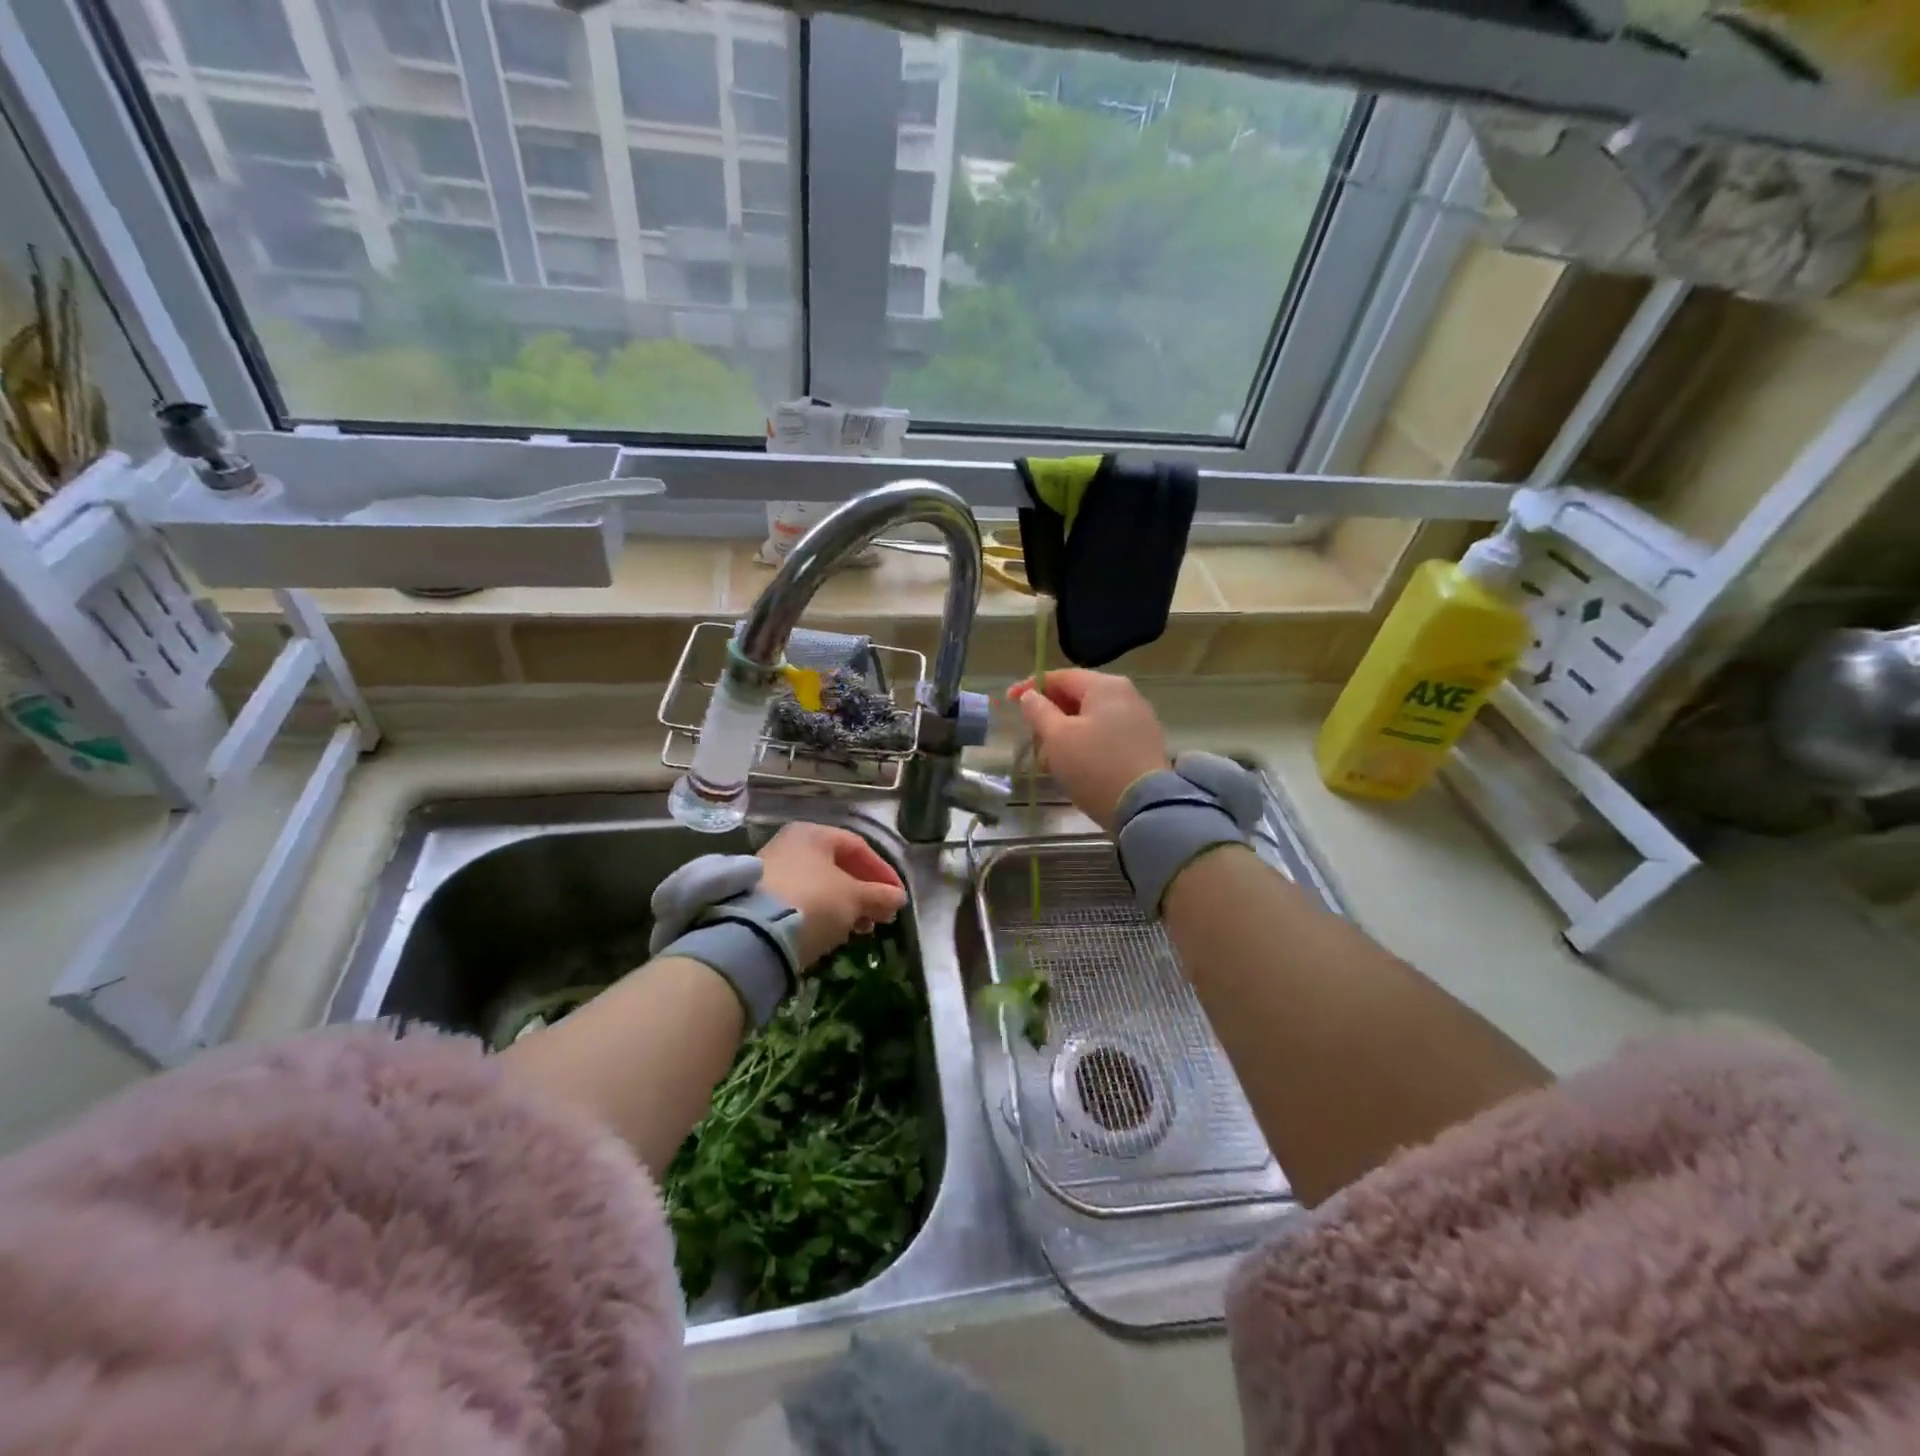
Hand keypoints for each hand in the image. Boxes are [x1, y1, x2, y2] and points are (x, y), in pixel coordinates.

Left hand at [757, 822, 906, 967]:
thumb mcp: (854, 898)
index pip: (858, 847)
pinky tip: (833, 931)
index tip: (897, 896)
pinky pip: (802, 900)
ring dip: (846, 905)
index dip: (882, 872)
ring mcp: (772, 870)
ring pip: (820, 885)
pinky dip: (822, 913)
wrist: (754, 934)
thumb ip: (879, 895)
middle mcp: (790, 845)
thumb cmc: (813, 901)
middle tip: (882, 914)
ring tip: (862, 927)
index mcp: (813, 833)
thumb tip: (898, 897)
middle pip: (838, 866)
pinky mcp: (759, 898)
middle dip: (865, 892)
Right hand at [1010, 669, 1168, 830]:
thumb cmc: (1094, 765)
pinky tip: (1073, 764)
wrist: (1144, 807)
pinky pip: (1106, 734)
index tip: (1009, 701)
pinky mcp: (1143, 744)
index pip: (1061, 676)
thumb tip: (1030, 695)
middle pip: (1077, 695)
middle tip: (1030, 733)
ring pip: (1091, 717)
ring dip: (1065, 731)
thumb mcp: (1057, 737)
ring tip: (1048, 756)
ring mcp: (1138, 720)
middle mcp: (1126, 695)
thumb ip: (1039, 711)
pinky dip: (1085, 743)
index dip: (1031, 686)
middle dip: (1050, 713)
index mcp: (1105, 686)